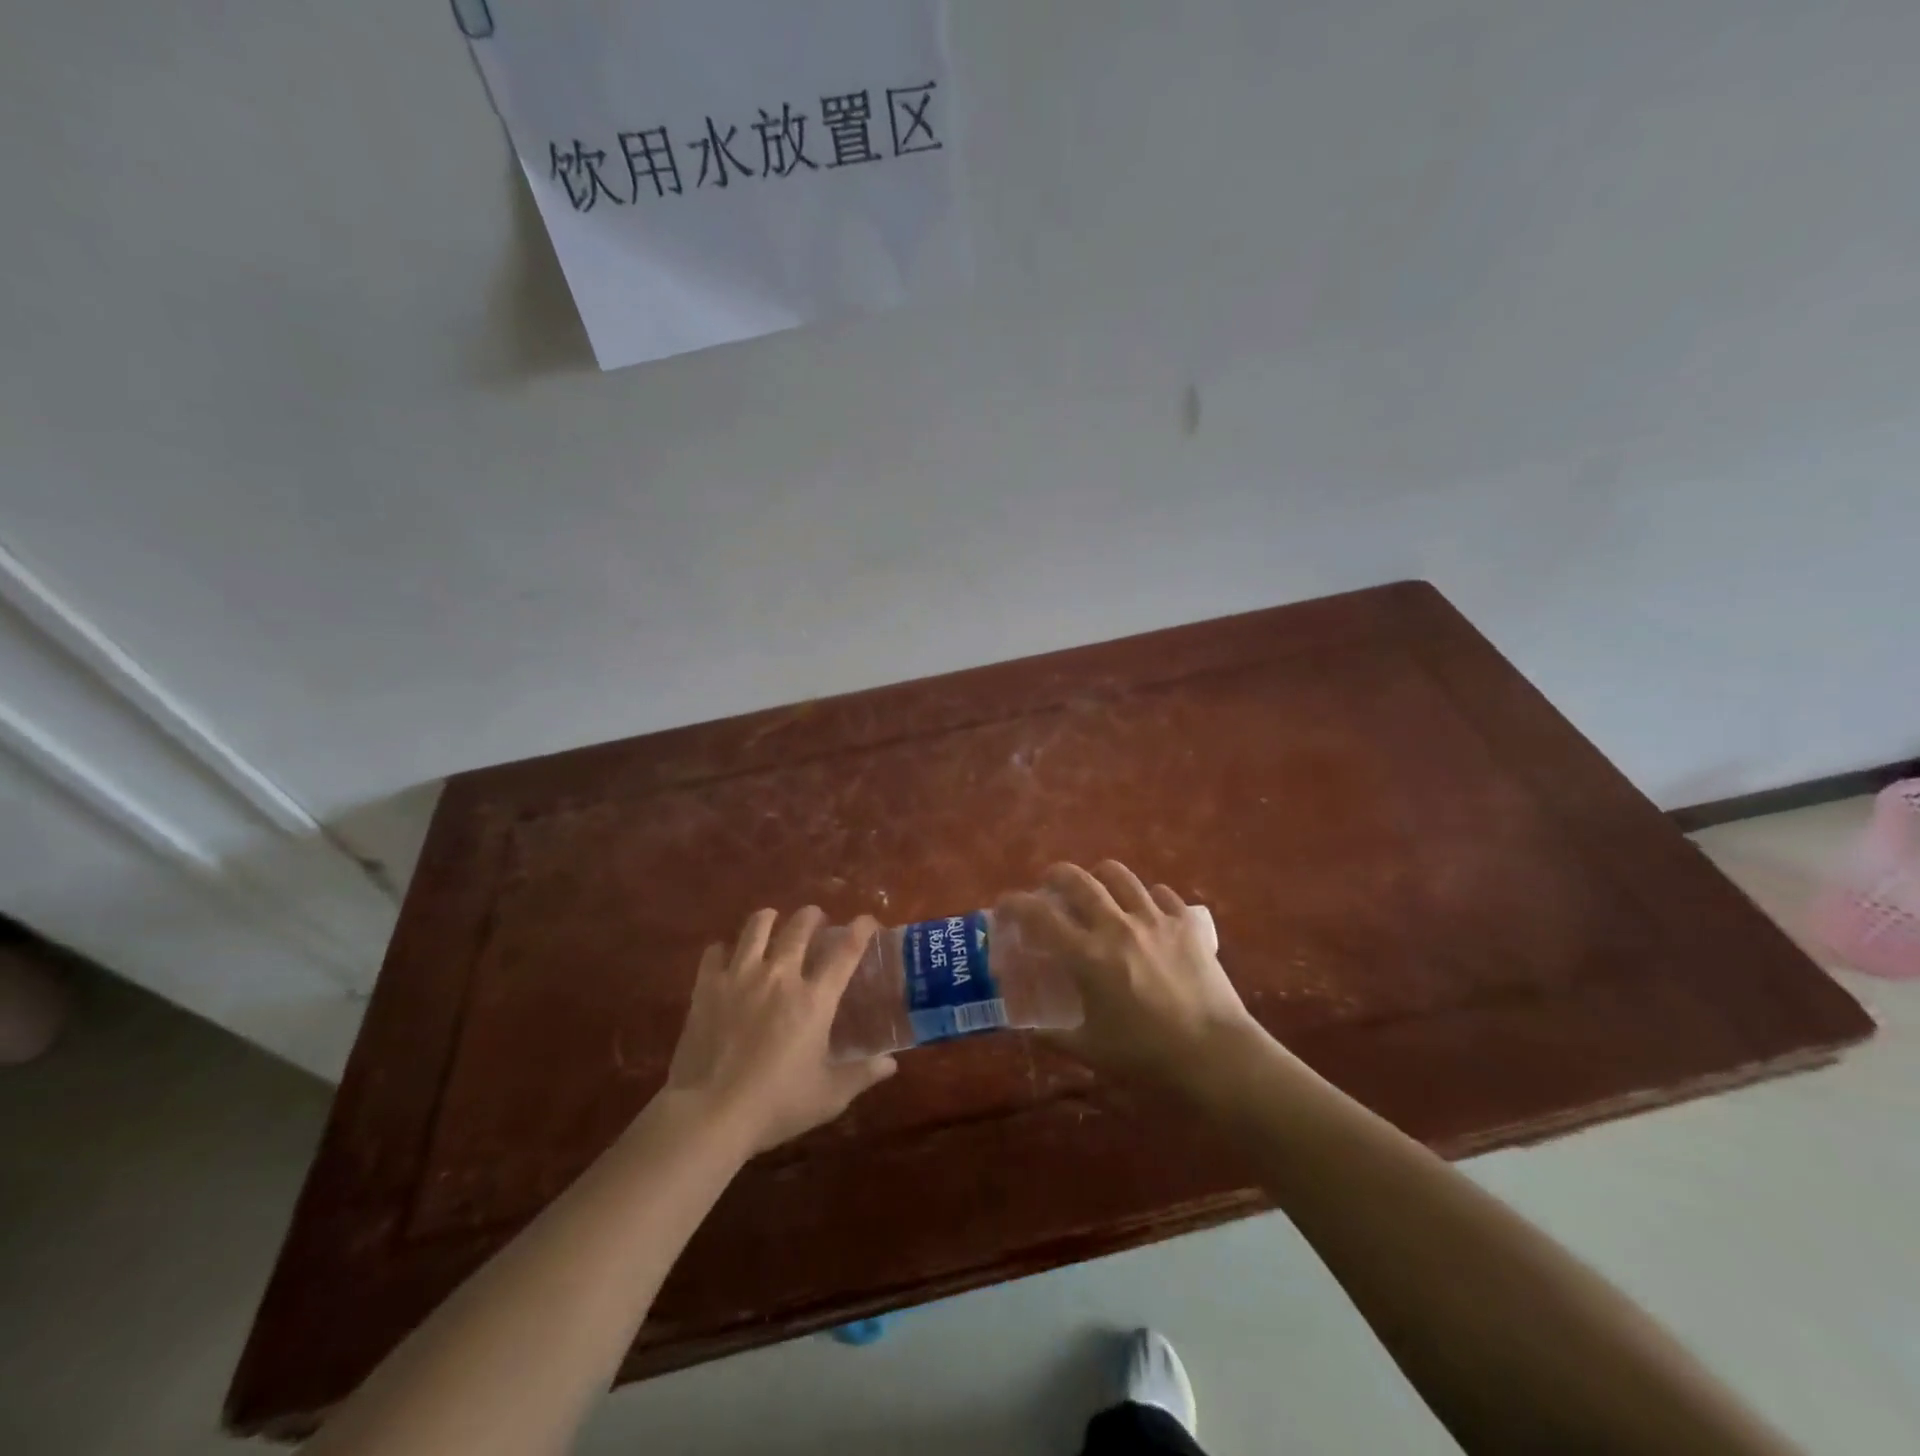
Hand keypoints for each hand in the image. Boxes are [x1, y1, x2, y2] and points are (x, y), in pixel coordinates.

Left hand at [664, 907, 896, 1153]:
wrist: (710, 1114)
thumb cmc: (776, 1105)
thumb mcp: (828, 1096)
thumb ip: (862, 1075)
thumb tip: (891, 1064)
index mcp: (814, 999)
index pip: (845, 952)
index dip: (860, 930)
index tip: (867, 920)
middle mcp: (780, 977)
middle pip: (799, 928)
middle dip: (811, 916)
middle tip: (815, 918)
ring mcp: (741, 977)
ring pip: (756, 928)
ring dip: (769, 919)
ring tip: (772, 920)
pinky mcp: (708, 987)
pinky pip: (715, 952)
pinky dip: (724, 948)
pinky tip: (726, 955)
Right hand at [1001, 861, 1264, 1096]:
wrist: (1217, 1058)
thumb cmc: (1147, 1058)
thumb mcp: (1090, 1050)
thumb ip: (1052, 1033)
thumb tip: (1025, 1026)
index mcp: (1087, 955)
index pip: (1038, 914)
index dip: (1014, 903)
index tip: (1004, 905)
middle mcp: (1116, 925)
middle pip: (1077, 879)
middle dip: (1054, 876)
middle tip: (1050, 888)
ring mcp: (1155, 919)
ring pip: (1119, 875)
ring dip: (1099, 878)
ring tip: (1098, 891)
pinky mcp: (1187, 924)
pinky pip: (1161, 893)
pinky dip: (1146, 897)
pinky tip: (1146, 913)